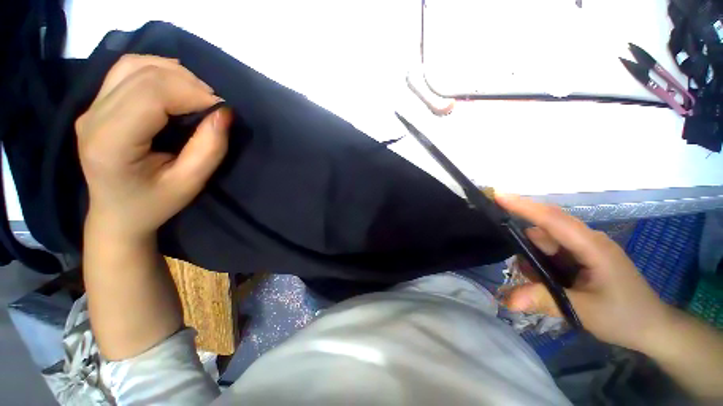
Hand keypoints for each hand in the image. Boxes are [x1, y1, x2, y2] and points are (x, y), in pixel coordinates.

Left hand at [76, 55, 231, 238]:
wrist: (117, 214)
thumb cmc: (154, 203)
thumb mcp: (190, 183)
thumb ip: (209, 148)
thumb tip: (224, 112)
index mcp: (110, 142)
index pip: (151, 94)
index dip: (193, 94)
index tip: (222, 109)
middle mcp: (93, 117)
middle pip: (144, 75)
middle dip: (189, 84)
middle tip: (214, 105)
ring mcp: (90, 107)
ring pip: (135, 65)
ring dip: (174, 73)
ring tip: (197, 95)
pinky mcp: (96, 103)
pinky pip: (127, 69)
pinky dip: (157, 69)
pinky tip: (175, 84)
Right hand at [495, 194, 671, 351]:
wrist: (652, 328)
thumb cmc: (625, 317)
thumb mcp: (583, 312)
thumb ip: (545, 300)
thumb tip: (508, 299)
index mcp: (593, 247)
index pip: (553, 220)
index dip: (524, 207)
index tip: (498, 196)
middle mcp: (588, 240)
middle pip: (546, 229)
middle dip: (526, 243)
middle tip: (523, 270)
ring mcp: (585, 247)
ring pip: (547, 240)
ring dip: (533, 256)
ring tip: (535, 281)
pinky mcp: (583, 256)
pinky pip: (553, 250)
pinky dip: (541, 261)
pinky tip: (544, 279)